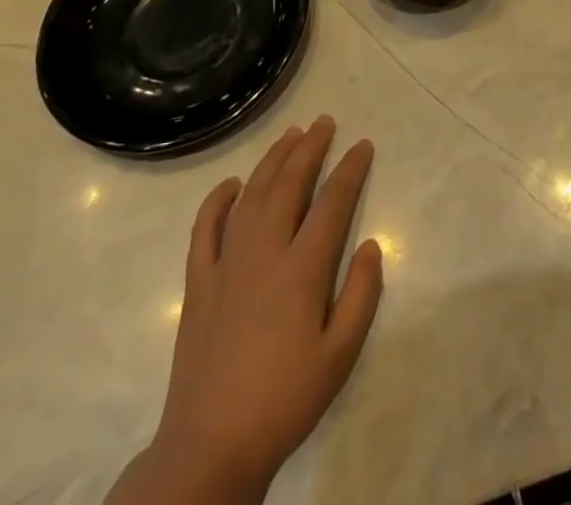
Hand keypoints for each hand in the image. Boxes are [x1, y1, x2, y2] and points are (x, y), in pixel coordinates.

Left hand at [110, 118, 383, 504]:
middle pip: (289, 185)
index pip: (332, 202)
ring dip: (272, 161)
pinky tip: (230, 184)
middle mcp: (264, 254)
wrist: (210, 448)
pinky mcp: (198, 284)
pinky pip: (204, 230)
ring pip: (251, 196)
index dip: (350, 169)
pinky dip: (216, 201)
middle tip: (325, 122)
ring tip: (290, 135)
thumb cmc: (284, 401)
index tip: (363, 145)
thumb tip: (372, 245)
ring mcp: (226, 265)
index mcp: (301, 270)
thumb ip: (361, 296)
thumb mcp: (340, 356)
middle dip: (310, 148)